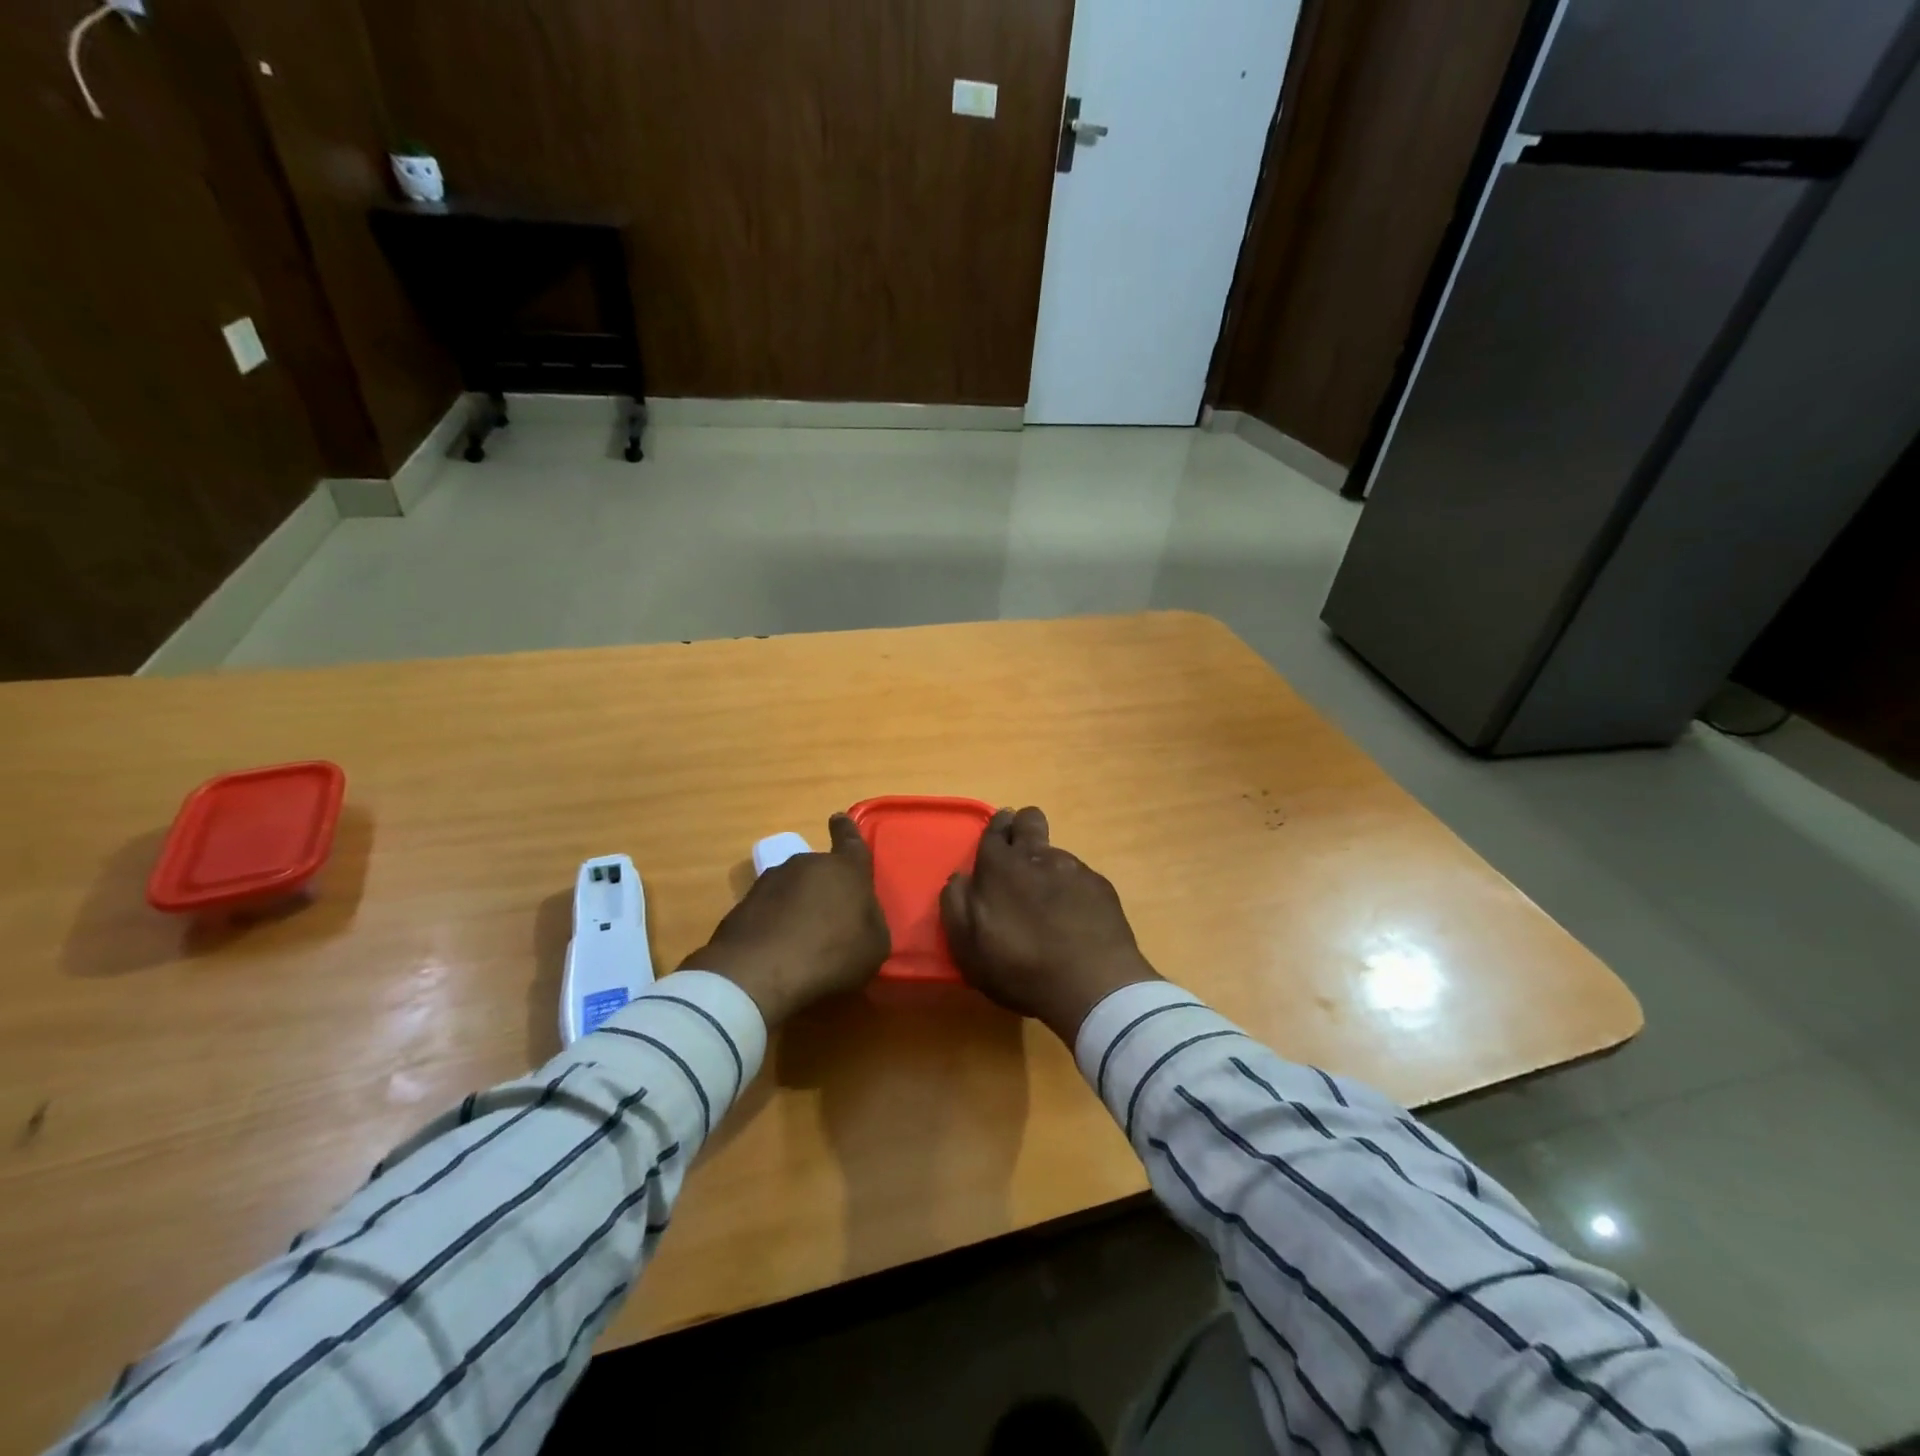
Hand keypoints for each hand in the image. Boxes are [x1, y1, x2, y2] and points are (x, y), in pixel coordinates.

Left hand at [680, 814, 889, 1027]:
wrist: (758, 973)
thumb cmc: (831, 954)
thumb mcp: (874, 946)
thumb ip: (871, 921)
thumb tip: (860, 915)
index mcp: (845, 869)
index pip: (850, 840)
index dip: (846, 830)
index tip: (839, 819)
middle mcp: (807, 864)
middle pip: (821, 869)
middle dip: (825, 886)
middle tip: (830, 917)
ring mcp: (771, 881)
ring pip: (792, 887)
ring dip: (798, 904)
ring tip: (801, 939)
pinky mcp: (743, 904)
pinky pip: (769, 909)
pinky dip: (775, 923)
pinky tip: (777, 950)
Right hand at [940, 807, 1160, 1041]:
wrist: (1091, 985)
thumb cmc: (1020, 968)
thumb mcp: (967, 947)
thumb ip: (956, 904)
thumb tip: (960, 877)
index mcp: (998, 866)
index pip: (994, 829)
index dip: (995, 829)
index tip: (998, 836)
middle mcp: (1036, 855)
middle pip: (1029, 819)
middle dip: (1023, 826)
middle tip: (1019, 856)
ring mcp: (1073, 868)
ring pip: (1055, 851)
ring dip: (1047, 866)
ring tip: (1049, 903)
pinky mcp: (1100, 885)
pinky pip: (1079, 876)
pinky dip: (1073, 890)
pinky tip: (1075, 918)